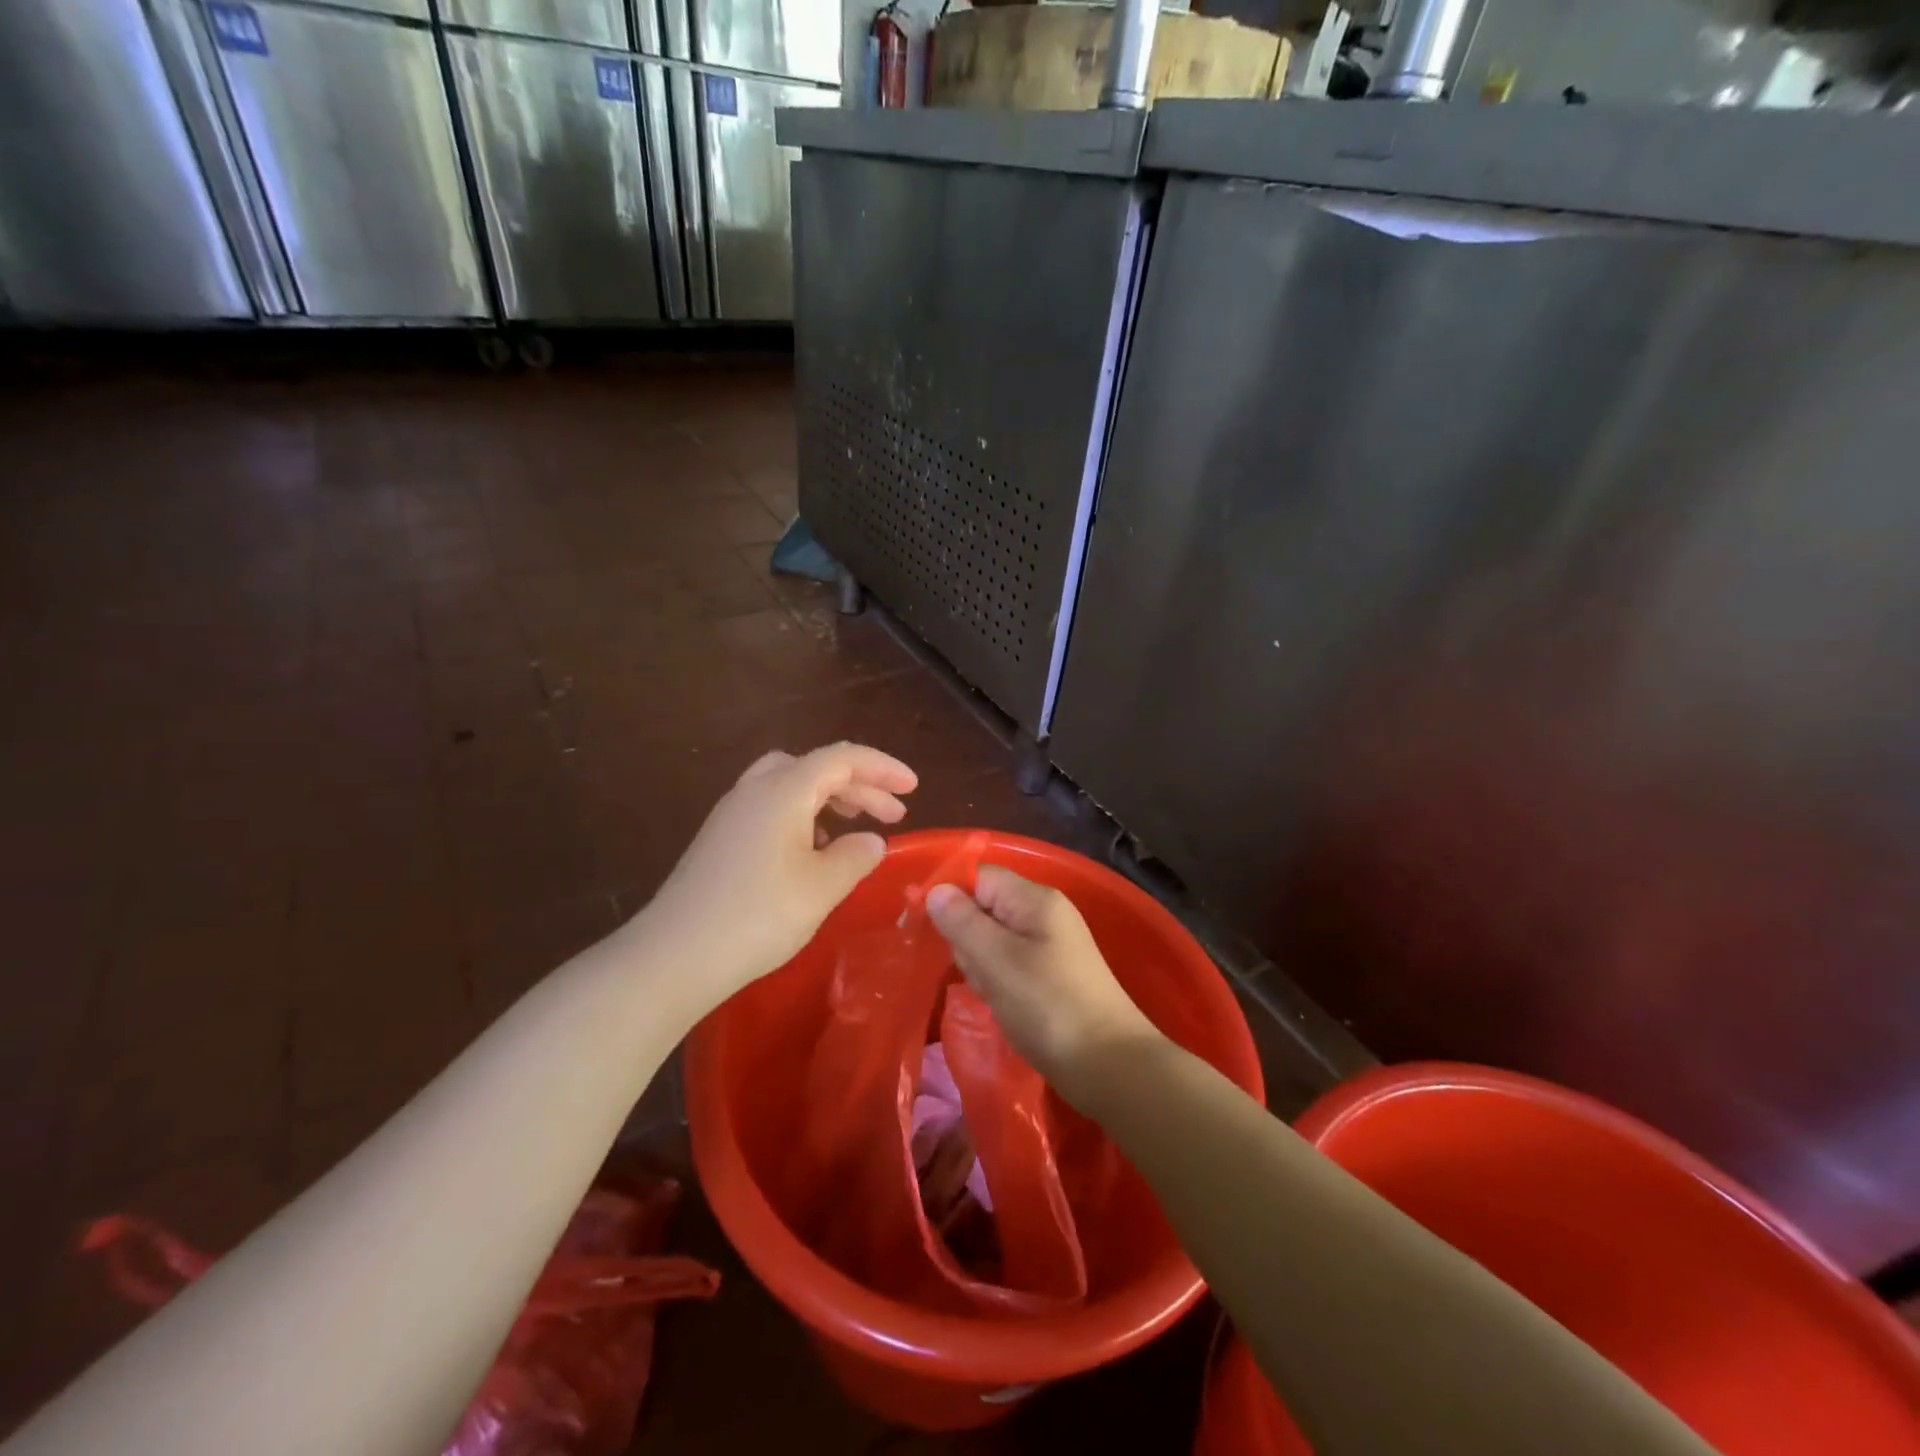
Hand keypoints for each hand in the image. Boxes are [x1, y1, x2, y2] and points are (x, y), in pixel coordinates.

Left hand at [641, 743, 916, 1015]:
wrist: (675, 955)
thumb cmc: (758, 916)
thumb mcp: (822, 887)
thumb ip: (855, 855)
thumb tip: (870, 840)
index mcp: (784, 790)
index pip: (843, 759)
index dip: (883, 767)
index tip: (914, 787)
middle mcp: (755, 789)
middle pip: (816, 767)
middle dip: (860, 785)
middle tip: (894, 813)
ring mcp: (732, 812)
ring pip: (790, 784)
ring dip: (829, 797)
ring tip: (854, 828)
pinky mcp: (720, 838)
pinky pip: (771, 807)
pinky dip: (803, 815)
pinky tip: (812, 851)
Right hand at [925, 867, 1161, 1108]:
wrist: (1109, 1065)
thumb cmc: (1049, 1006)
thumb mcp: (997, 961)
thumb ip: (962, 922)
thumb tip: (935, 889)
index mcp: (1034, 899)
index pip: (980, 876)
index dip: (950, 895)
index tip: (927, 928)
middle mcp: (1043, 914)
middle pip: (984, 908)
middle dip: (968, 939)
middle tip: (980, 972)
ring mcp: (1049, 946)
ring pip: (993, 941)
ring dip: (982, 966)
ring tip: (995, 995)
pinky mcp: (1050, 976)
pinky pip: (1009, 966)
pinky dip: (998, 984)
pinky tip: (1004, 1006)